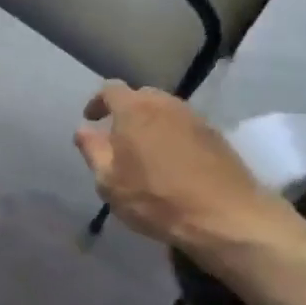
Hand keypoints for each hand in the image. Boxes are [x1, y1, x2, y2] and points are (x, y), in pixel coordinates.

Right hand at [73, 81, 272, 248]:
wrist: (222, 214)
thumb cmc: (155, 198)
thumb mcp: (109, 182)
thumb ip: (93, 150)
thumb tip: (83, 129)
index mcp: (134, 110)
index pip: (110, 90)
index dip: (97, 102)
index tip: (91, 119)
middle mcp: (165, 103)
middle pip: (141, 96)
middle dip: (126, 111)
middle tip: (117, 137)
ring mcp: (195, 117)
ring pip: (165, 110)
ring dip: (151, 123)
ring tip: (145, 151)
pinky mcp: (215, 134)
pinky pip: (185, 126)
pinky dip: (172, 135)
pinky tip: (171, 161)